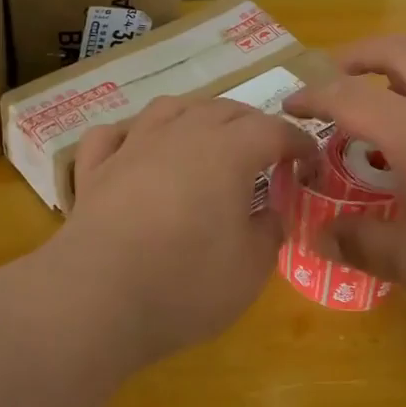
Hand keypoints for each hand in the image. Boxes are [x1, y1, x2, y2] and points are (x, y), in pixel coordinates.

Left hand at [57, 95, 316, 363]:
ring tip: (206, 135)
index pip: (273, 130)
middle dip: (253, 124)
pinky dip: (129, 134)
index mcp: (227, 151)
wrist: (96, 297)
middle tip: (267, 152)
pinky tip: (135, 147)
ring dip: (196, 115)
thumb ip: (270, 231)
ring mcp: (132, 146)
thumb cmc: (185, 283)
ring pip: (169, 108)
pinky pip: (112, 134)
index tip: (310, 163)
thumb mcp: (251, 268)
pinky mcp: (95, 170)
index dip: (298, 143)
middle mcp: (180, 134)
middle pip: (224, 110)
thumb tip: (272, 212)